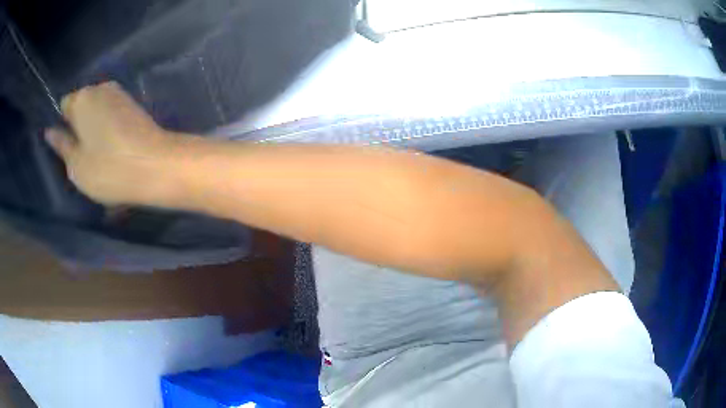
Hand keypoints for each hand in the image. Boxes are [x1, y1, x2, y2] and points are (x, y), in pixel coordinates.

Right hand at [46, 82, 178, 205]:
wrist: (156, 165)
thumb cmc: (109, 168)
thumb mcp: (76, 164)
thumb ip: (61, 145)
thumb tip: (49, 131)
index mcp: (83, 98)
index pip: (65, 104)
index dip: (63, 125)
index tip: (68, 146)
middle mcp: (101, 88)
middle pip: (82, 105)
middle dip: (79, 126)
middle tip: (83, 154)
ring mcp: (120, 94)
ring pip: (97, 110)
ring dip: (94, 129)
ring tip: (99, 155)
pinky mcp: (134, 105)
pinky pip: (111, 114)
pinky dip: (108, 129)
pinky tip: (113, 149)